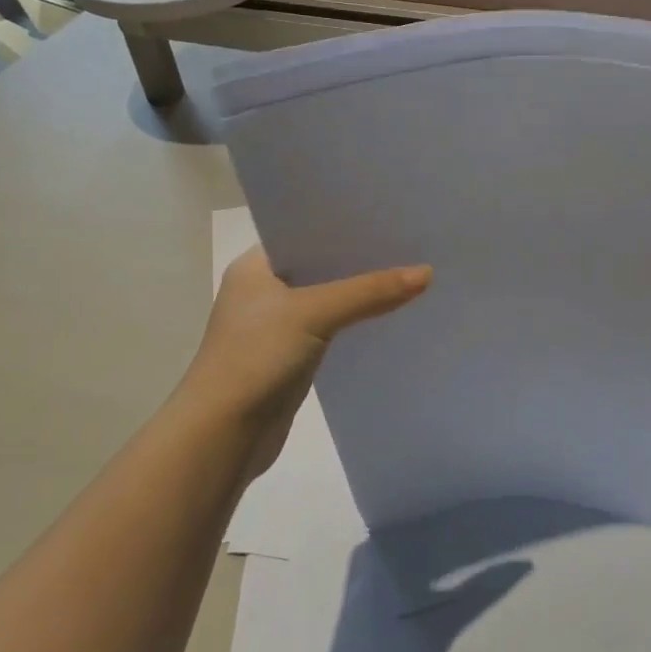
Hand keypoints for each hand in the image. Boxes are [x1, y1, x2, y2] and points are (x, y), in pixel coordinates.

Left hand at [185, 247, 430, 478]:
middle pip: (320, 266)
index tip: (388, 216)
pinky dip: (355, 322)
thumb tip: (427, 272)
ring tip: (410, 274)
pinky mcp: (291, 356)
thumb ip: (369, 291)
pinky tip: (390, 315)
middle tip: (409, 243)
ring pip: (328, 299)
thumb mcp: (314, 313)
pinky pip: (331, 328)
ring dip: (360, 292)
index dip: (344, 225)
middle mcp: (264, 290)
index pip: (305, 233)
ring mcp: (276, 326)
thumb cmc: (256, 357)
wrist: (223, 435)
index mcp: (255, 267)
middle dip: (360, 259)